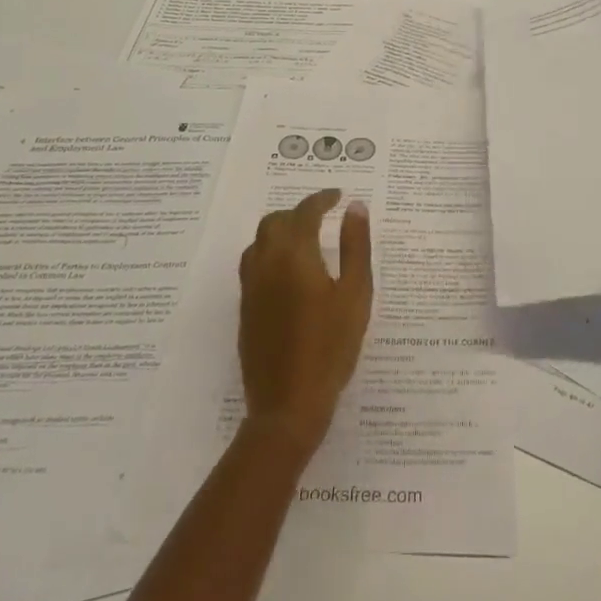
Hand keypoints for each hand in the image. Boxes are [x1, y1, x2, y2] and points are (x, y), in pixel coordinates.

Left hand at [237, 187, 373, 461]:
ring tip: (305, 237)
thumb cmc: (331, 347)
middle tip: (323, 215)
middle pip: (275, 221)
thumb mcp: (355, 294)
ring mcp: (251, 287)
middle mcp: (266, 264)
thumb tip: (355, 207)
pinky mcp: (245, 309)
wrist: (288, 405)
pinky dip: (269, 251)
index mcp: (294, 255)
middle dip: (299, 211)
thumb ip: (355, 246)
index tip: (338, 195)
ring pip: (259, 241)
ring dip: (280, 230)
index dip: (322, 199)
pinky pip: (253, 264)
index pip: (305, 212)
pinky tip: (288, 270)